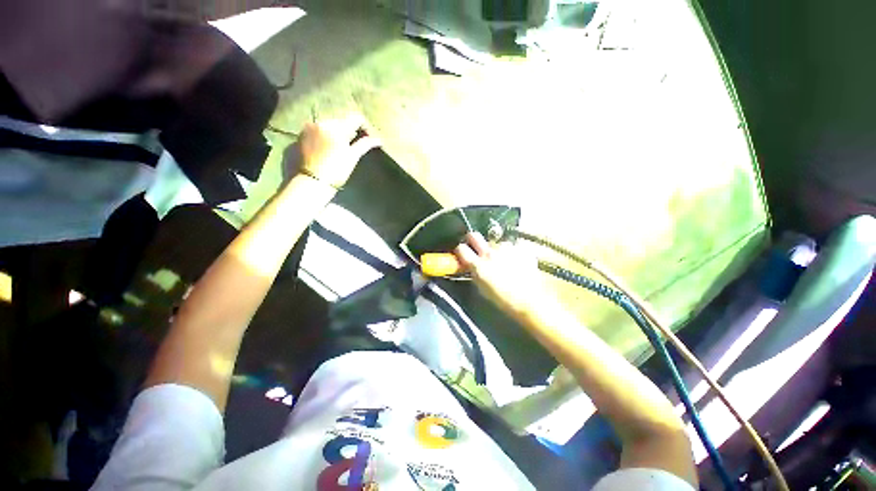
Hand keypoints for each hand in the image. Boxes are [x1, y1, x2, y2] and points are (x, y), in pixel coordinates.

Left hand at [283, 114, 378, 188]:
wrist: (312, 182)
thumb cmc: (336, 171)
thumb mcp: (352, 157)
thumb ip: (364, 145)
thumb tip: (379, 140)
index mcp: (337, 127)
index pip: (356, 118)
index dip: (365, 127)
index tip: (369, 138)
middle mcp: (322, 122)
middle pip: (341, 121)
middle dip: (350, 130)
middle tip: (354, 145)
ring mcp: (310, 127)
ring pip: (329, 125)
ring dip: (337, 133)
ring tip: (340, 148)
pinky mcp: (301, 134)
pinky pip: (318, 129)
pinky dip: (325, 136)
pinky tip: (327, 149)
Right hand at [454, 232, 552, 316]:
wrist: (529, 300)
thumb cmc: (502, 299)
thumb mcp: (482, 288)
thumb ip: (475, 272)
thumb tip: (471, 265)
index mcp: (478, 264)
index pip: (461, 249)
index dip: (461, 251)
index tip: (463, 254)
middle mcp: (489, 252)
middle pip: (474, 235)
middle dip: (472, 239)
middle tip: (476, 248)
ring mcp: (506, 248)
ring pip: (495, 242)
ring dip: (496, 248)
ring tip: (503, 259)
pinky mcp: (520, 248)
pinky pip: (512, 246)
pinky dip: (512, 251)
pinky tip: (516, 260)